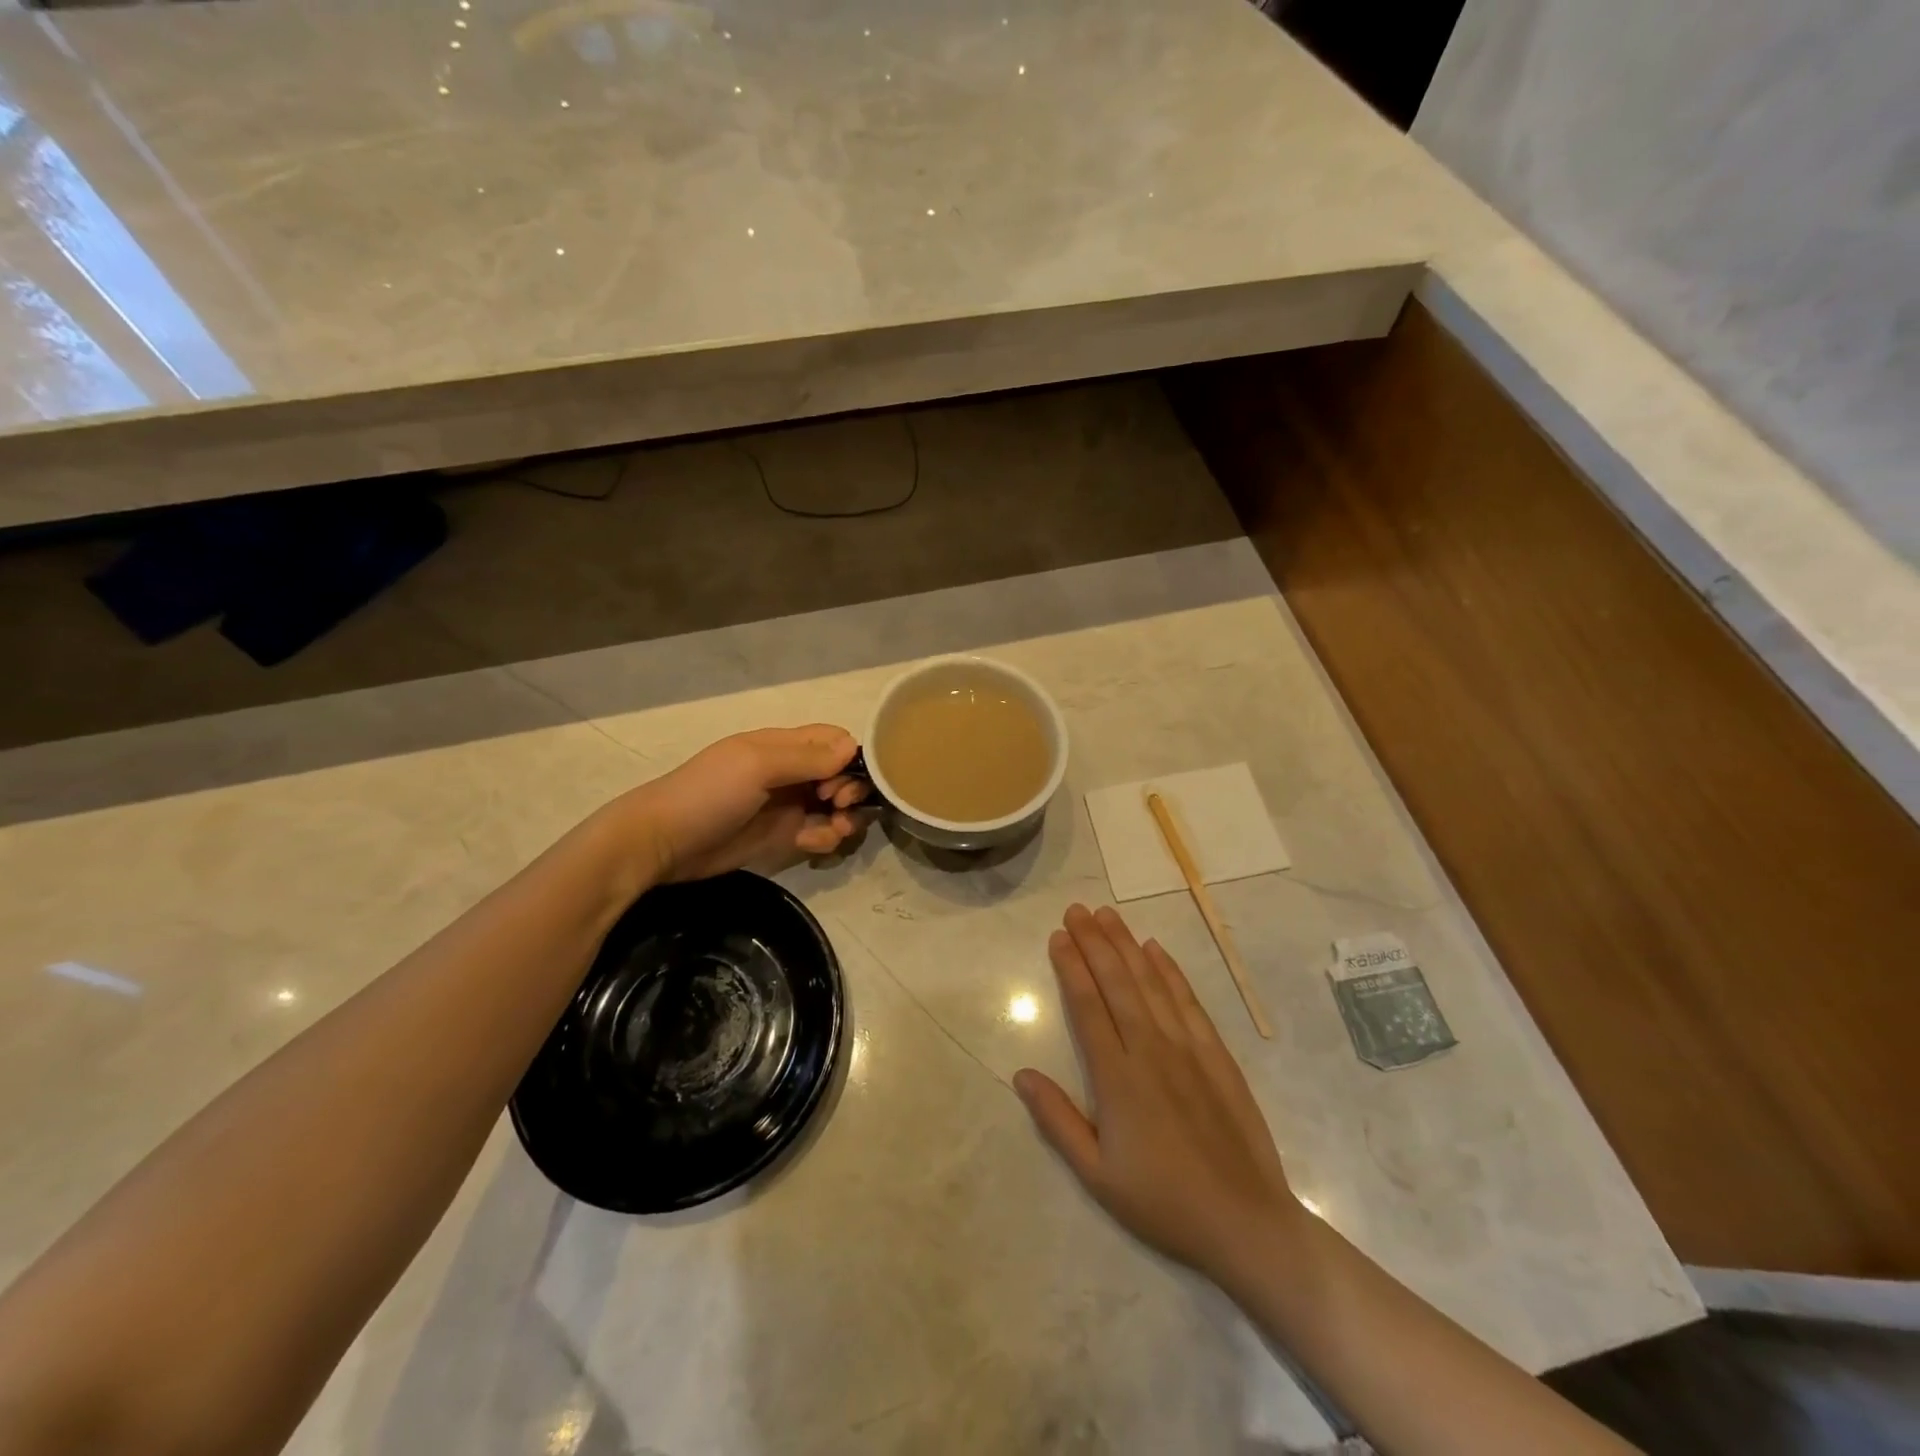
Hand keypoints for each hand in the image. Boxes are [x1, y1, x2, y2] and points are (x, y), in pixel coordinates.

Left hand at [623, 725, 868, 883]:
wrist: (663, 843)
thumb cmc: (709, 794)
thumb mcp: (757, 766)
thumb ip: (807, 757)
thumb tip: (853, 748)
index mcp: (784, 746)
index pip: (834, 740)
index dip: (849, 758)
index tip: (841, 780)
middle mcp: (792, 772)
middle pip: (842, 774)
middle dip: (850, 790)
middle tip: (837, 807)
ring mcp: (789, 806)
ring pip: (836, 807)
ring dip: (844, 818)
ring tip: (833, 831)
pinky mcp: (784, 836)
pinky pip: (820, 833)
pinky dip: (825, 838)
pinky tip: (810, 844)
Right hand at [1014, 905, 1306, 1287]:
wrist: (1245, 1222)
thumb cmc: (1162, 1202)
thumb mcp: (1097, 1175)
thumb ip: (1057, 1120)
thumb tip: (1021, 1075)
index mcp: (1117, 1078)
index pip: (1087, 1006)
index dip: (1071, 967)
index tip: (1058, 937)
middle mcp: (1151, 1050)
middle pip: (1117, 983)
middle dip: (1094, 942)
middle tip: (1076, 910)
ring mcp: (1187, 1048)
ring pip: (1150, 983)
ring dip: (1126, 945)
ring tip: (1107, 915)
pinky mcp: (1216, 1054)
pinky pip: (1188, 1001)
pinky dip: (1169, 971)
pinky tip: (1155, 949)